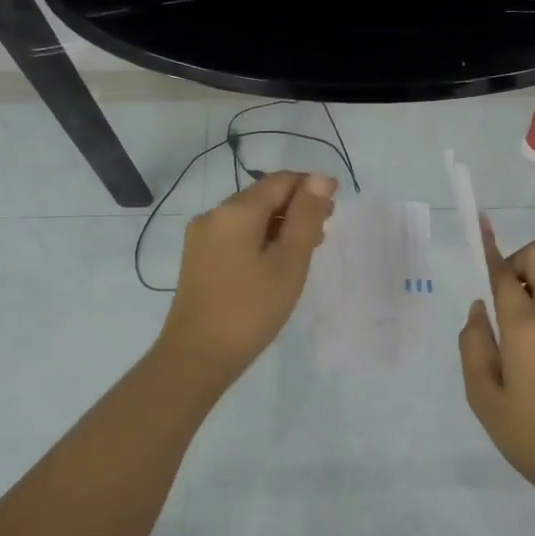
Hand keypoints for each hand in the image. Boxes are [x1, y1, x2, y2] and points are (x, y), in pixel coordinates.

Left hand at [158, 170, 337, 384]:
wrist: (198, 356)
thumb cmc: (251, 309)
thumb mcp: (289, 262)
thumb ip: (306, 217)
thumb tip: (320, 179)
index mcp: (235, 211)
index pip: (280, 181)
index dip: (311, 186)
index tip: (336, 204)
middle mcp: (213, 215)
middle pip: (263, 197)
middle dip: (297, 206)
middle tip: (326, 229)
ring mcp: (201, 238)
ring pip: (250, 218)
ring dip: (280, 224)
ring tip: (307, 247)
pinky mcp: (198, 259)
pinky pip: (236, 235)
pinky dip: (262, 239)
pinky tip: (277, 261)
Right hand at [459, 219, 534, 503]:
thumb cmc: (533, 436)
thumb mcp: (484, 397)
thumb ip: (474, 346)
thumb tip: (479, 310)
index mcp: (528, 326)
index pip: (505, 273)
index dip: (489, 248)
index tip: (480, 226)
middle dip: (518, 260)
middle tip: (500, 299)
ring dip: (530, 289)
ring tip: (510, 343)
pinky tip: (531, 360)